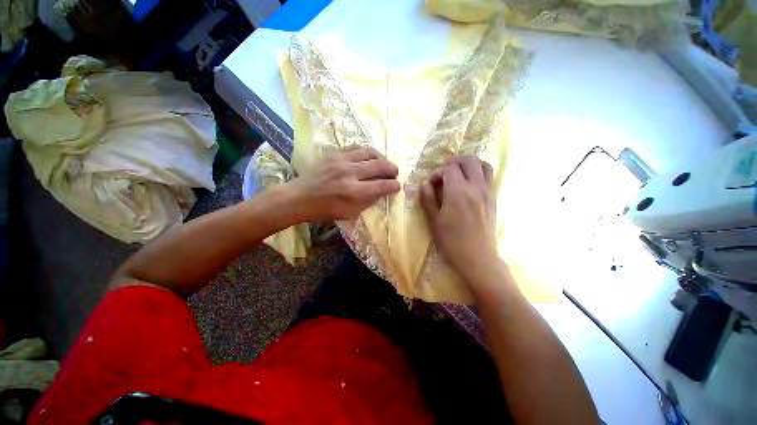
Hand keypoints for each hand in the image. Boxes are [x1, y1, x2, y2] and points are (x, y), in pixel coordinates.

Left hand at [289, 146, 399, 221]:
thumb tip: (382, 190)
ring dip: (382, 158)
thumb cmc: (326, 210)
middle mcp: (350, 173)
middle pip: (380, 166)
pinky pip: (357, 147)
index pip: (382, 185)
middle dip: (392, 169)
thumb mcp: (351, 213)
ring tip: (384, 164)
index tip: (397, 186)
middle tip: (394, 173)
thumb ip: (369, 200)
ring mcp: (341, 160)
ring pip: (370, 152)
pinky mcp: (334, 153)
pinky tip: (370, 157)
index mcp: (354, 192)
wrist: (301, 197)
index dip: (394, 185)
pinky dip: (367, 152)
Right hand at [420, 157, 498, 282]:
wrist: (477, 258)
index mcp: (458, 191)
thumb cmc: (451, 241)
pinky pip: (489, 176)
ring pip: (483, 165)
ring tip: (458, 174)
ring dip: (469, 164)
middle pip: (468, 160)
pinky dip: (479, 172)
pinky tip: (469, 184)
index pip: (449, 169)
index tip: (431, 185)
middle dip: (454, 162)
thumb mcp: (433, 220)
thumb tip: (425, 184)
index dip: (437, 173)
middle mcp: (476, 187)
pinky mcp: (493, 198)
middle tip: (444, 173)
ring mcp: (488, 192)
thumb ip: (427, 199)